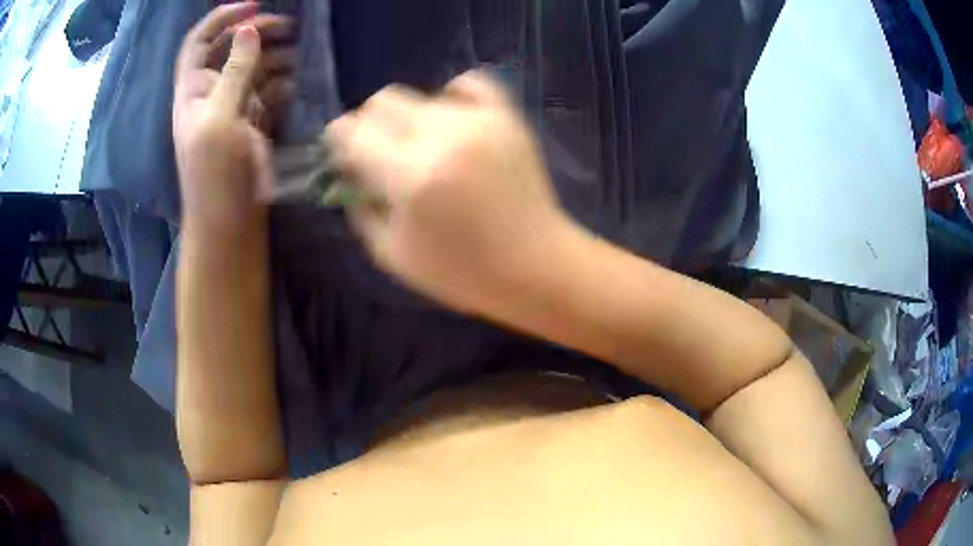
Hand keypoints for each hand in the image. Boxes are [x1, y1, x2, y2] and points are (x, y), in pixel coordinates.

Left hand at [173, 2, 293, 234]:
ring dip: (273, 55)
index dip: (223, 18)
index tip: (256, 6)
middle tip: (289, 27)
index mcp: (193, 90)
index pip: (200, 41)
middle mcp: (211, 94)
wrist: (228, 224)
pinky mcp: (252, 124)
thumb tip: (248, 30)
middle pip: (230, 49)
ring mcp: (233, 108)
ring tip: (299, 53)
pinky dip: (281, 83)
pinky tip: (295, 83)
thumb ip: (234, 72)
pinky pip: (266, 91)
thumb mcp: (220, 120)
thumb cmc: (215, 175)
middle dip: (256, 32)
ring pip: (252, 68)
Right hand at [325, 72, 576, 317]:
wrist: (536, 266)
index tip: (341, 150)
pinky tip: (451, 117)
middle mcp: (442, 137)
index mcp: (409, 176)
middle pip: (384, 101)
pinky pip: (473, 83)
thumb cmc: (462, 273)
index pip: (353, 132)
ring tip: (421, 148)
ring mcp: (479, 122)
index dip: (338, 138)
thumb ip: (360, 206)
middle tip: (376, 150)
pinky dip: (454, 93)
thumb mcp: (392, 254)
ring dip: (409, 119)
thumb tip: (348, 171)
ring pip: (422, 96)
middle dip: (369, 123)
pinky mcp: (508, 118)